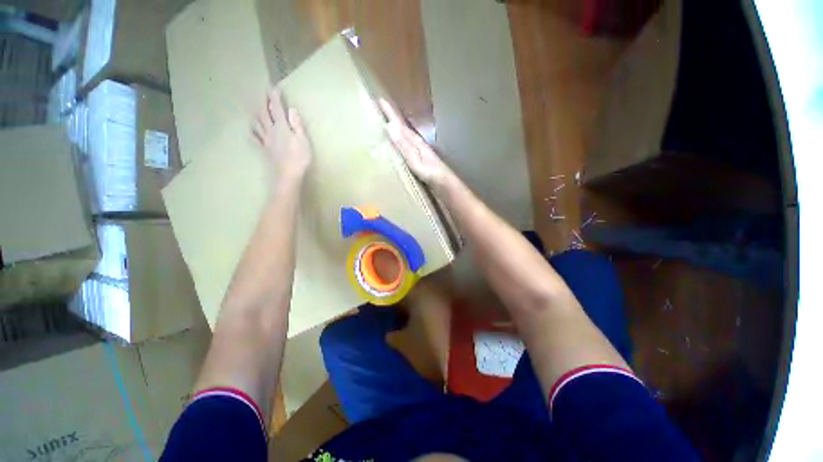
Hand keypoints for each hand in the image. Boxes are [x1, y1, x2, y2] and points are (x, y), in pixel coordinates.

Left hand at [253, 88, 311, 183]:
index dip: (275, 97)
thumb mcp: (303, 140)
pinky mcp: (265, 149)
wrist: (288, 174)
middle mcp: (271, 131)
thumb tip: (292, 109)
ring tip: (256, 109)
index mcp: (282, 127)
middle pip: (264, 113)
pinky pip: (255, 138)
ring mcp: (266, 140)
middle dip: (264, 102)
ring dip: (256, 114)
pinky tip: (251, 130)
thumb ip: (297, 124)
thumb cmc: (299, 158)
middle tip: (264, 94)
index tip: (274, 87)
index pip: (277, 108)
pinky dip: (252, 132)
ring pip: (257, 123)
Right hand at [379, 99, 452, 188]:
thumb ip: (403, 144)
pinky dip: (398, 140)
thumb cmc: (429, 170)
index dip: (390, 112)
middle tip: (379, 109)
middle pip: (401, 127)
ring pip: (403, 135)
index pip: (399, 123)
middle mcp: (415, 142)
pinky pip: (404, 145)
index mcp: (413, 140)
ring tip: (384, 123)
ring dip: (394, 128)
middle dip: (391, 117)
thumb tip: (390, 125)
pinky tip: (395, 144)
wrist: (442, 181)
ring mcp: (417, 150)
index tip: (379, 99)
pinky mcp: (417, 158)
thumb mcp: (414, 158)